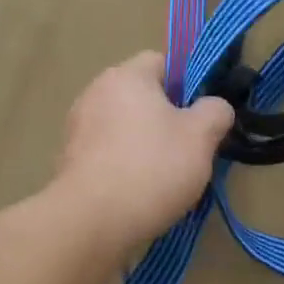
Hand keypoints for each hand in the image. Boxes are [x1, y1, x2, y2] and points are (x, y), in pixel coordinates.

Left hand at [53, 51, 232, 250]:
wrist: (91, 221)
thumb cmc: (152, 167)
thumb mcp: (201, 137)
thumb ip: (215, 112)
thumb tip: (215, 108)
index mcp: (126, 76)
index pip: (162, 62)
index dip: (188, 83)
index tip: (202, 116)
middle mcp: (95, 92)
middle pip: (142, 95)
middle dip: (167, 118)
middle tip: (190, 148)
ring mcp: (77, 126)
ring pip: (124, 126)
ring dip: (144, 143)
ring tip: (166, 177)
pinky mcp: (68, 160)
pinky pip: (107, 152)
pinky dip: (123, 165)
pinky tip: (138, 192)